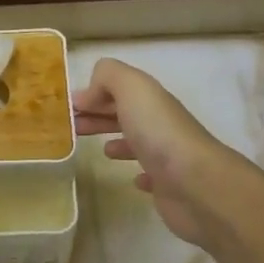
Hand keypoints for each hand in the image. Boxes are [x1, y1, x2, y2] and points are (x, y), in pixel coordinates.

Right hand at [73, 57, 245, 248]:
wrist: (195, 183)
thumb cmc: (158, 132)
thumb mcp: (131, 88)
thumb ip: (108, 76)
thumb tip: (90, 92)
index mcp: (151, 99)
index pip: (119, 89)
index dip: (93, 95)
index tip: (68, 108)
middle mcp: (160, 123)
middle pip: (126, 114)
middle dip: (98, 116)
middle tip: (71, 128)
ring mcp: (166, 155)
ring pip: (137, 142)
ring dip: (118, 141)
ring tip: (100, 150)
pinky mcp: (168, 186)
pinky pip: (151, 175)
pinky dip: (139, 173)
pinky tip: (134, 179)